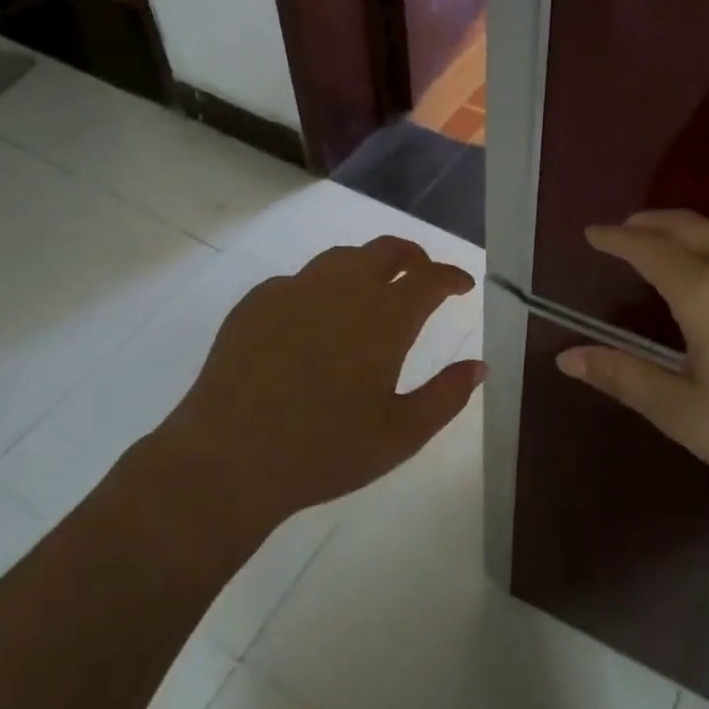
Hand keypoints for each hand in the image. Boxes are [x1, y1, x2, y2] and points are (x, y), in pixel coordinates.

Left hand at [160, 237, 484, 528]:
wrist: (228, 458)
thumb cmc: (325, 451)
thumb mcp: (401, 435)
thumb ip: (446, 396)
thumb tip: (480, 366)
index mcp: (384, 317)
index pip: (430, 279)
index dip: (451, 277)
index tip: (462, 285)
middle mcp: (342, 289)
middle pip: (386, 250)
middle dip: (413, 257)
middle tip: (423, 274)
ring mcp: (294, 290)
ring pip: (341, 258)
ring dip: (367, 266)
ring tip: (372, 290)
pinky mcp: (256, 302)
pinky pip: (299, 280)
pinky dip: (321, 288)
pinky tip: (315, 318)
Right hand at [555, 210, 708, 512]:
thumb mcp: (683, 413)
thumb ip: (624, 378)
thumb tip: (566, 357)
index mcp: (706, 293)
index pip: (649, 250)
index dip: (616, 239)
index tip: (592, 233)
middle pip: (690, 228)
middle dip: (651, 223)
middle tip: (624, 228)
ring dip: (690, 232)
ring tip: (669, 244)